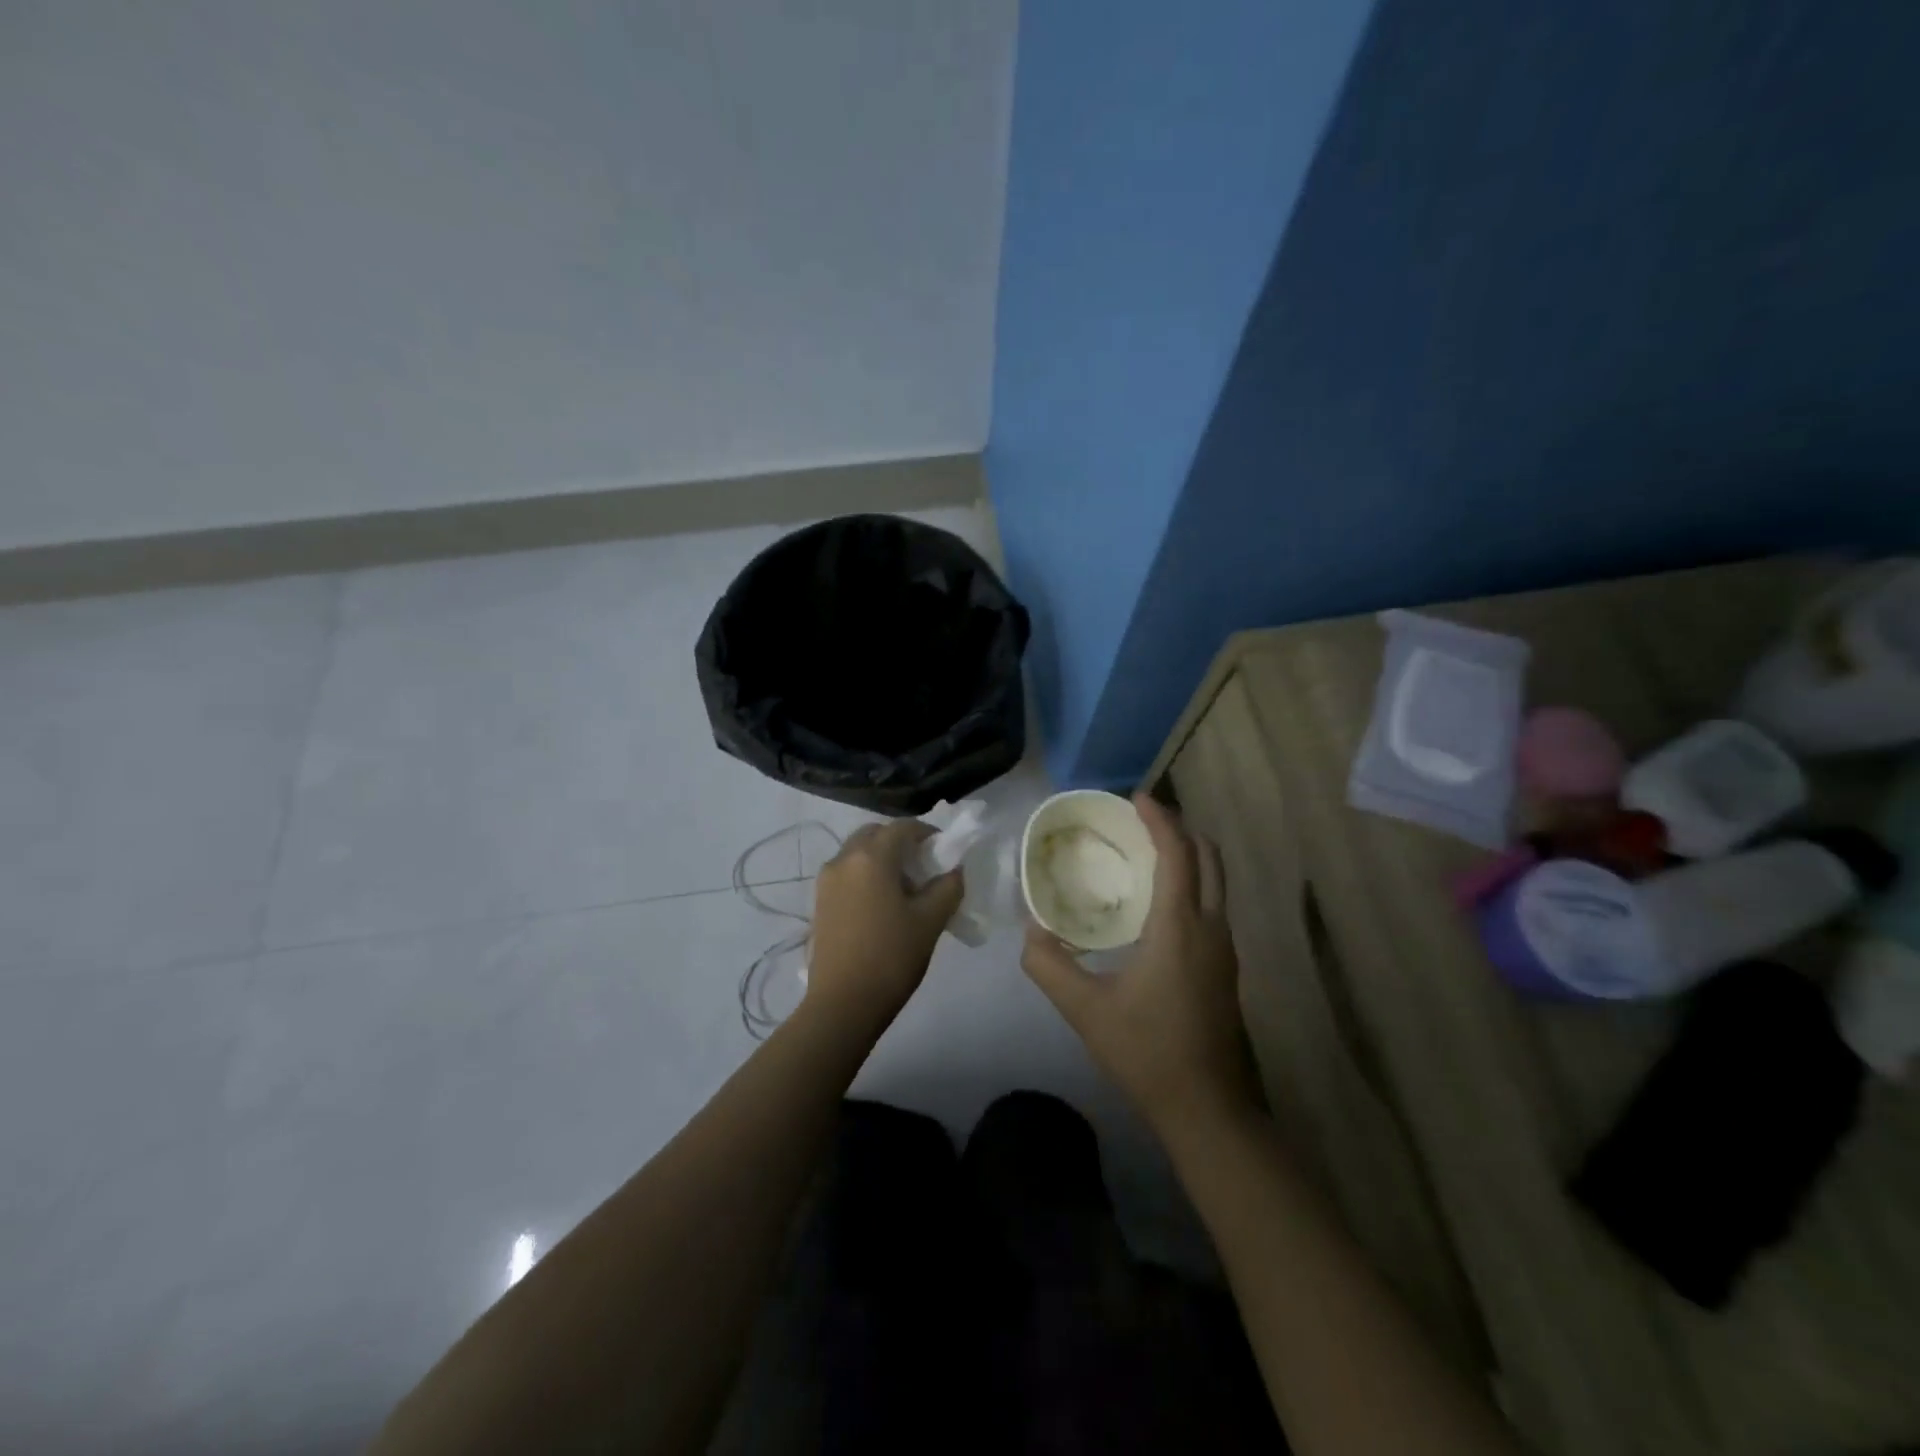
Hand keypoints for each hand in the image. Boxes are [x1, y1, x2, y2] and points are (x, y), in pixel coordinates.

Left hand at [808, 820, 962, 1021]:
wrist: (843, 1003)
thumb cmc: (891, 957)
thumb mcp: (930, 920)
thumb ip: (948, 887)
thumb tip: (954, 870)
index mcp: (871, 857)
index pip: (903, 828)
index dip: (927, 833)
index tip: (944, 851)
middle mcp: (844, 859)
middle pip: (875, 834)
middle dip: (900, 842)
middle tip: (923, 866)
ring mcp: (826, 880)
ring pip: (857, 852)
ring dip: (881, 858)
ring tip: (903, 888)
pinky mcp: (819, 901)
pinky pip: (846, 872)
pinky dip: (865, 874)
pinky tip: (881, 904)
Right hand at [1022, 794, 1262, 1136]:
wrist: (1208, 1109)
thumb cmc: (1147, 1052)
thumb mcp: (1085, 1009)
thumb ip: (1049, 965)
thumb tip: (1032, 929)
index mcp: (1180, 927)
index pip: (1178, 854)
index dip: (1159, 819)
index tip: (1134, 798)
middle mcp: (1212, 927)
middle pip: (1208, 857)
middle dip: (1178, 830)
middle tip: (1139, 822)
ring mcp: (1225, 949)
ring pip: (1216, 882)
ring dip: (1187, 857)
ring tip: (1144, 855)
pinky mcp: (1226, 968)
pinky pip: (1212, 904)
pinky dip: (1191, 884)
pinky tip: (1157, 904)